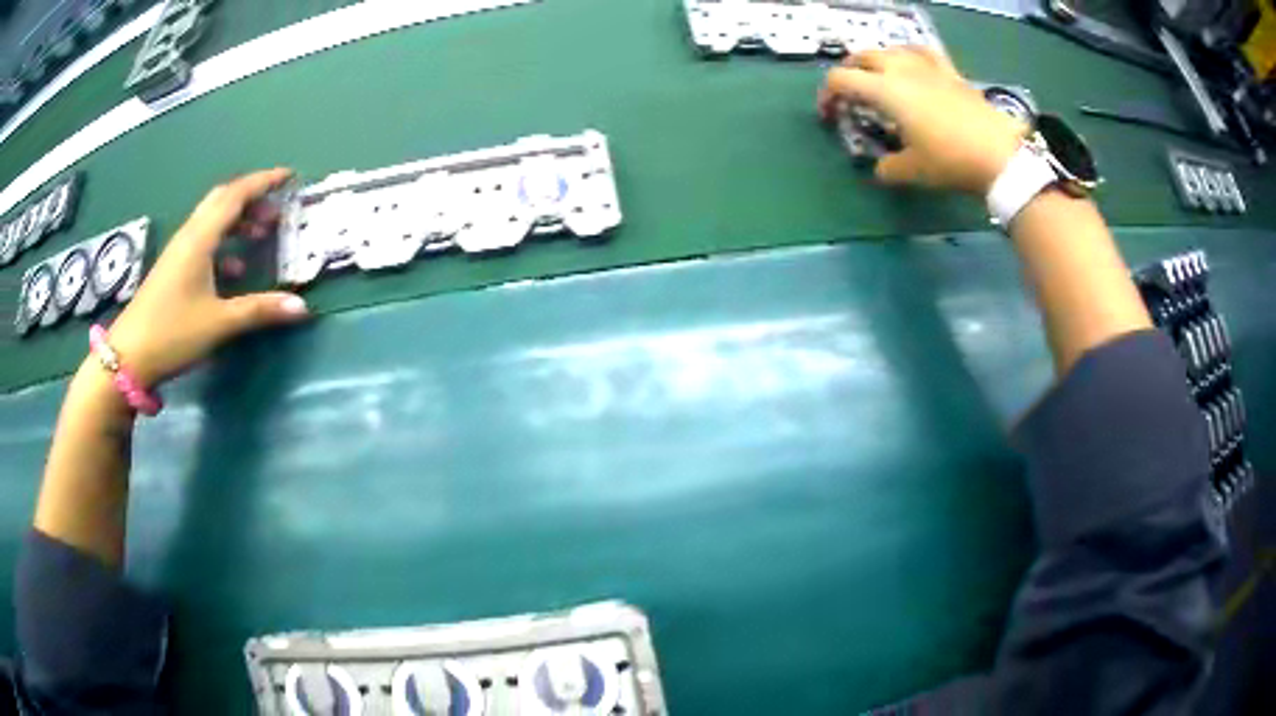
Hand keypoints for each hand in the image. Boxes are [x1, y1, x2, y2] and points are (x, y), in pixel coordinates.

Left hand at [106, 168, 309, 386]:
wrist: (128, 357)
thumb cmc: (172, 333)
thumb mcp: (218, 323)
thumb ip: (259, 311)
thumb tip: (302, 307)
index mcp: (200, 238)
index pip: (236, 195)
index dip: (264, 182)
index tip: (289, 177)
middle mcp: (190, 236)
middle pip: (223, 201)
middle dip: (252, 199)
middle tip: (276, 210)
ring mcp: (179, 253)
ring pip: (212, 221)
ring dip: (238, 221)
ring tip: (261, 235)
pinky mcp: (173, 269)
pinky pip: (204, 242)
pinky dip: (224, 244)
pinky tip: (234, 270)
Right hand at [818, 47, 1028, 194]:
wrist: (999, 155)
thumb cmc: (950, 161)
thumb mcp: (912, 171)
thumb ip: (888, 168)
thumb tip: (880, 168)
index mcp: (885, 90)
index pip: (841, 80)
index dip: (827, 96)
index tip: (830, 116)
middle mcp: (901, 70)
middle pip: (861, 57)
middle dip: (848, 73)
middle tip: (849, 94)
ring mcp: (928, 67)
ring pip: (890, 50)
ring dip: (876, 61)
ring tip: (878, 78)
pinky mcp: (950, 72)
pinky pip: (923, 52)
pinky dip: (910, 56)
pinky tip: (914, 65)